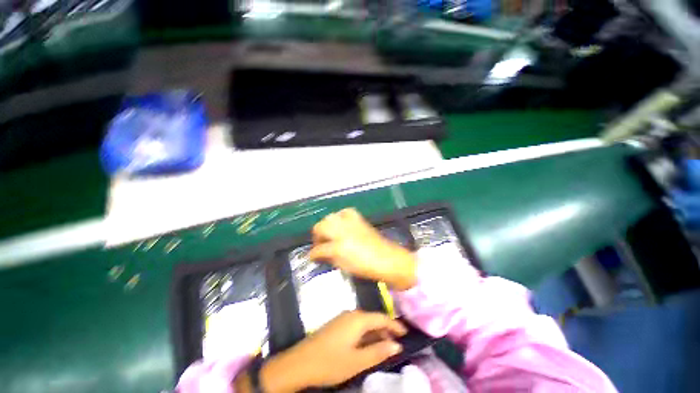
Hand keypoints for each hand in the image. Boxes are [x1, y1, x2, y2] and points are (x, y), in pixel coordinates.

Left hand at [286, 310, 406, 387]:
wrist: (300, 362)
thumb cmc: (330, 362)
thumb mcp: (357, 361)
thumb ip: (378, 352)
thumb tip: (396, 345)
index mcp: (357, 319)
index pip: (381, 318)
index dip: (395, 325)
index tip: (406, 333)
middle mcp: (351, 314)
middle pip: (373, 319)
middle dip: (386, 329)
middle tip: (398, 342)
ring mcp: (342, 318)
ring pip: (365, 323)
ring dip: (376, 332)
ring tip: (385, 345)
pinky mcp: (337, 325)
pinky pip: (356, 326)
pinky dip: (366, 334)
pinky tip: (368, 345)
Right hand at [309, 208, 417, 289]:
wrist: (386, 258)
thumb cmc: (364, 266)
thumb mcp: (343, 265)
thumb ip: (328, 258)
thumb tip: (319, 254)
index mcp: (338, 247)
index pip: (318, 248)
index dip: (313, 254)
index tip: (312, 257)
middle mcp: (342, 231)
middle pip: (320, 226)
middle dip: (317, 235)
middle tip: (320, 244)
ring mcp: (350, 222)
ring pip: (330, 217)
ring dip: (326, 225)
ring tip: (329, 234)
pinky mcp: (358, 218)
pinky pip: (345, 212)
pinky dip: (340, 217)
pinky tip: (342, 224)